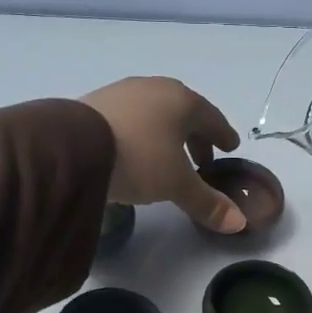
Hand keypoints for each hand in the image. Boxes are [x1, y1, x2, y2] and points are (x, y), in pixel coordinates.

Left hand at [78, 77, 246, 233]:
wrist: (73, 146)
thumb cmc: (139, 158)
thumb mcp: (176, 185)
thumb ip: (207, 202)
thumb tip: (239, 223)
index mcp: (183, 101)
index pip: (212, 118)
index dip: (223, 135)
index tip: (230, 147)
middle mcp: (155, 89)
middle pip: (184, 113)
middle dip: (195, 136)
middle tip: (203, 160)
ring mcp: (123, 93)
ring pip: (155, 114)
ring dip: (167, 135)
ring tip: (168, 158)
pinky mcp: (95, 103)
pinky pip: (130, 118)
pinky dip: (141, 134)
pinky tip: (135, 152)